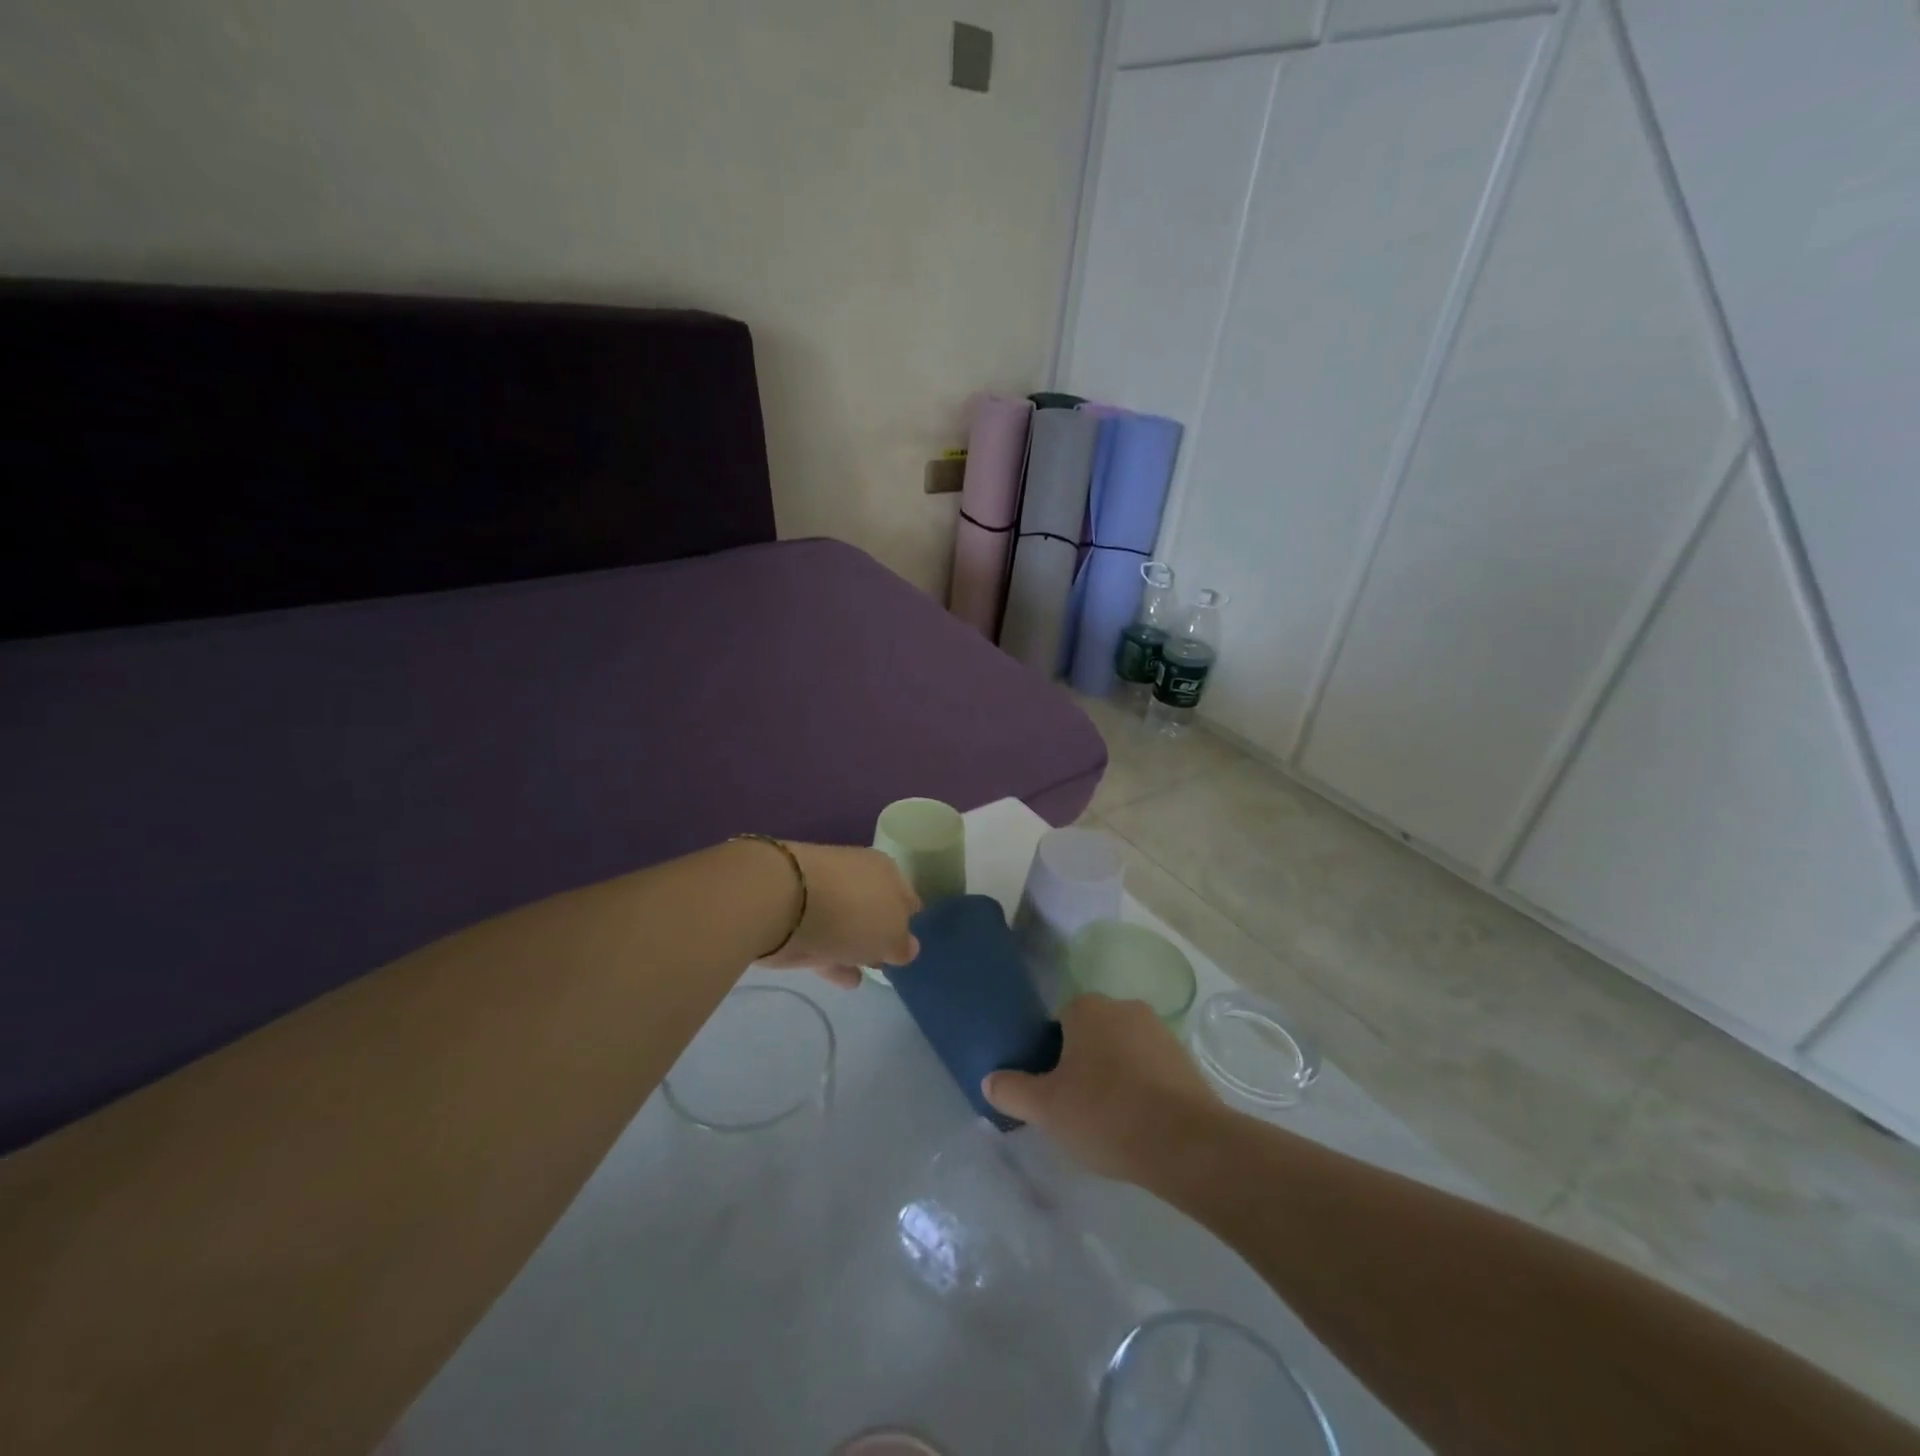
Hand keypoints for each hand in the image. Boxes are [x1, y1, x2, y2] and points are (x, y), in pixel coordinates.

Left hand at [761, 842, 920, 988]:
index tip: (911, 943)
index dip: (911, 919)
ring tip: (870, 972)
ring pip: (849, 924)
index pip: (906, 895)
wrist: (781, 901)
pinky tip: (846, 980)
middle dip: (882, 931)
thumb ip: (902, 944)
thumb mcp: (892, 934)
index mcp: (886, 870)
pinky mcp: (797, 917)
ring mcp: (824, 895)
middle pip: (876, 907)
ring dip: (858, 946)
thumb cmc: (852, 911)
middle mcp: (857, 875)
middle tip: (889, 958)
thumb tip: (907, 947)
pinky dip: (836, 958)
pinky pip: (824, 940)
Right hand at [982, 994, 1219, 1182]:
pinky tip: (1139, 1126)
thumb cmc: (1105, 1113)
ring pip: (1122, 1052)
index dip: (1050, 1057)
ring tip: (1109, 1123)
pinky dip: (1142, 1091)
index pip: (1057, 1023)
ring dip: (1114, 1078)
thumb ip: (1012, 1090)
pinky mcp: (1186, 1060)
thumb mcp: (1045, 1108)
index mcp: (1087, 1007)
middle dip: (1083, 1066)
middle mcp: (1124, 1007)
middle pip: (1091, 1035)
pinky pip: (1151, 1071)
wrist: (1186, 1143)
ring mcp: (1160, 1032)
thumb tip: (989, 1080)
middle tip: (1075, 1109)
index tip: (1051, 1092)